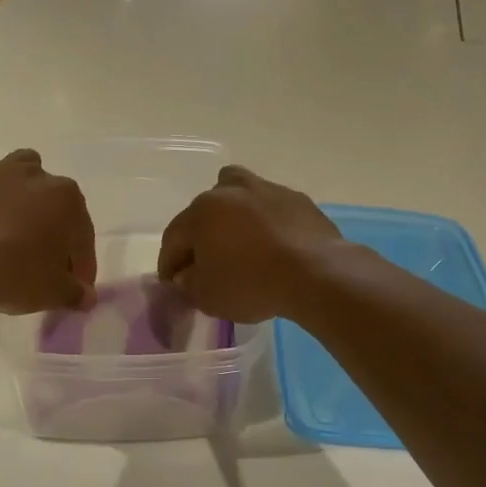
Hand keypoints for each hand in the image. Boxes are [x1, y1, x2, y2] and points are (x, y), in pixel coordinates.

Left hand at [0, 146, 96, 312]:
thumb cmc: (15, 277)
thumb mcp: (54, 293)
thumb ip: (75, 293)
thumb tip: (86, 296)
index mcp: (68, 200)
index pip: (82, 234)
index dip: (81, 262)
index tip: (75, 284)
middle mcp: (38, 176)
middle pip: (54, 199)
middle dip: (53, 223)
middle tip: (42, 257)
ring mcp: (0, 171)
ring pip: (21, 166)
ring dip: (23, 187)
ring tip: (13, 218)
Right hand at [157, 165, 343, 322]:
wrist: (316, 274)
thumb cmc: (252, 284)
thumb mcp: (208, 297)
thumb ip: (188, 284)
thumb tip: (187, 275)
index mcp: (201, 211)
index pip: (174, 237)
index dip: (169, 263)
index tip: (173, 284)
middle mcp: (230, 191)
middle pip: (204, 211)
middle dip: (199, 237)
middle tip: (204, 264)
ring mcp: (266, 190)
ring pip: (238, 196)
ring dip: (231, 215)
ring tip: (238, 242)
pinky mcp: (297, 199)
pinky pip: (269, 208)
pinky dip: (264, 222)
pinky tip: (272, 244)